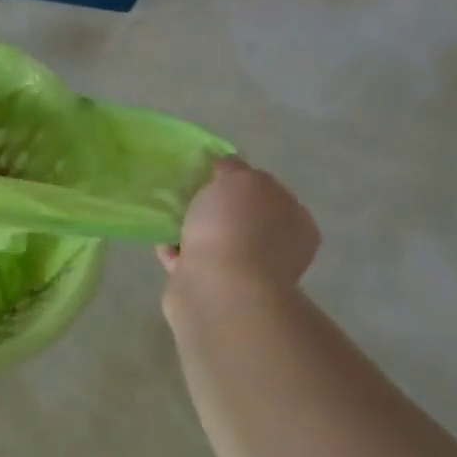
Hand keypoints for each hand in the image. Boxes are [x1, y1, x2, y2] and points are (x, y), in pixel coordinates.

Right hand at [157, 156, 319, 297]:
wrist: (218, 288)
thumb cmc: (237, 227)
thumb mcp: (241, 180)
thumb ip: (236, 169)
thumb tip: (229, 167)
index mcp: (295, 222)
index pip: (271, 193)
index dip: (243, 181)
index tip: (213, 175)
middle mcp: (277, 249)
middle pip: (243, 219)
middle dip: (217, 208)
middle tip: (188, 193)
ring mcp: (246, 273)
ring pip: (216, 242)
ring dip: (194, 230)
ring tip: (168, 216)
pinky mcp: (214, 289)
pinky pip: (192, 262)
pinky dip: (177, 252)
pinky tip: (160, 241)